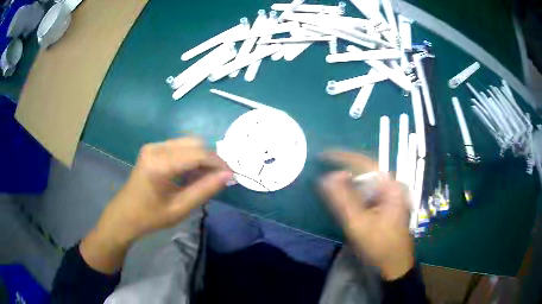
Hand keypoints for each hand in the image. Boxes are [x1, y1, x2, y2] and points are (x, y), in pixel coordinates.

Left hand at [80, 137, 231, 273]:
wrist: (124, 215)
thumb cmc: (150, 217)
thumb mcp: (179, 209)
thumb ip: (204, 190)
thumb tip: (228, 176)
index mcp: (159, 164)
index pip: (198, 154)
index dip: (218, 163)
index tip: (232, 175)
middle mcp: (156, 148)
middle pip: (194, 143)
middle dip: (211, 159)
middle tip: (219, 178)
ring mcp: (153, 146)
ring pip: (188, 143)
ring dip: (202, 157)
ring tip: (207, 178)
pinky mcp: (153, 149)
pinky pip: (180, 147)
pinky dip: (191, 157)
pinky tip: (192, 174)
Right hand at [320, 151, 413, 280]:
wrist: (394, 265)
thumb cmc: (379, 246)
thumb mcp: (359, 223)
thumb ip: (342, 199)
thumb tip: (327, 177)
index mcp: (390, 187)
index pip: (365, 163)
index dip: (343, 157)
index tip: (323, 155)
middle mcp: (392, 187)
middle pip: (365, 174)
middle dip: (344, 176)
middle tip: (324, 180)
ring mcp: (390, 196)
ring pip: (365, 185)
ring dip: (348, 188)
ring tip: (333, 194)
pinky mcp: (386, 205)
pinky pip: (367, 195)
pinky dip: (354, 197)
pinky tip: (347, 207)